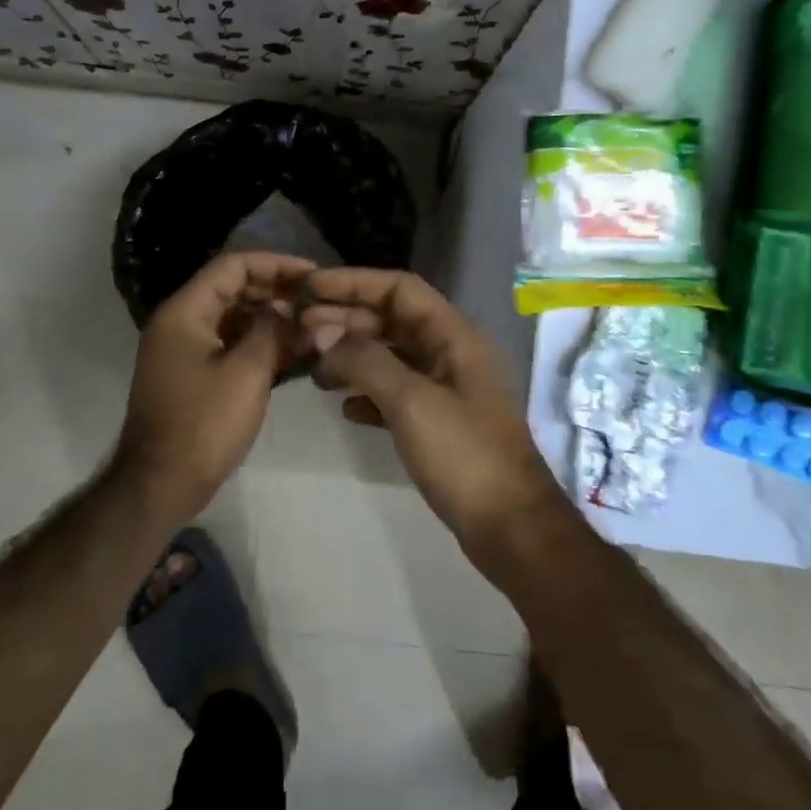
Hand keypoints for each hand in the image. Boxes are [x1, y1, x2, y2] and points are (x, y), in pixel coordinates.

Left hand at [117, 252, 314, 515]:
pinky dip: (258, 344)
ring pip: (233, 318)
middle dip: (276, 292)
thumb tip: (289, 311)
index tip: (312, 276)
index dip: (275, 264)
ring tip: (310, 328)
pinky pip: (229, 345)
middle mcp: (180, 322)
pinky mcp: (192, 375)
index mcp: (185, 312)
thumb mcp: (247, 372)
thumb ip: (273, 331)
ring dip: (270, 319)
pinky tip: (291, 354)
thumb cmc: (204, 424)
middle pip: (232, 289)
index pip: (233, 266)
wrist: (160, 483)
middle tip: (315, 304)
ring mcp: (184, 350)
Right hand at [299, 268, 568, 550]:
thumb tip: (323, 333)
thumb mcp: (411, 401)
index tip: (310, 288)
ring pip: (393, 357)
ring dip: (354, 356)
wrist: (510, 527)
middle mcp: (453, 354)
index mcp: (455, 336)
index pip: (400, 289)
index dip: (354, 282)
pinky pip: (398, 393)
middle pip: (394, 320)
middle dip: (347, 320)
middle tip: (300, 330)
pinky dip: (369, 393)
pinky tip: (344, 408)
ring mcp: (448, 390)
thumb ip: (365, 360)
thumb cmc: (463, 456)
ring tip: (314, 369)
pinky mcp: (441, 423)